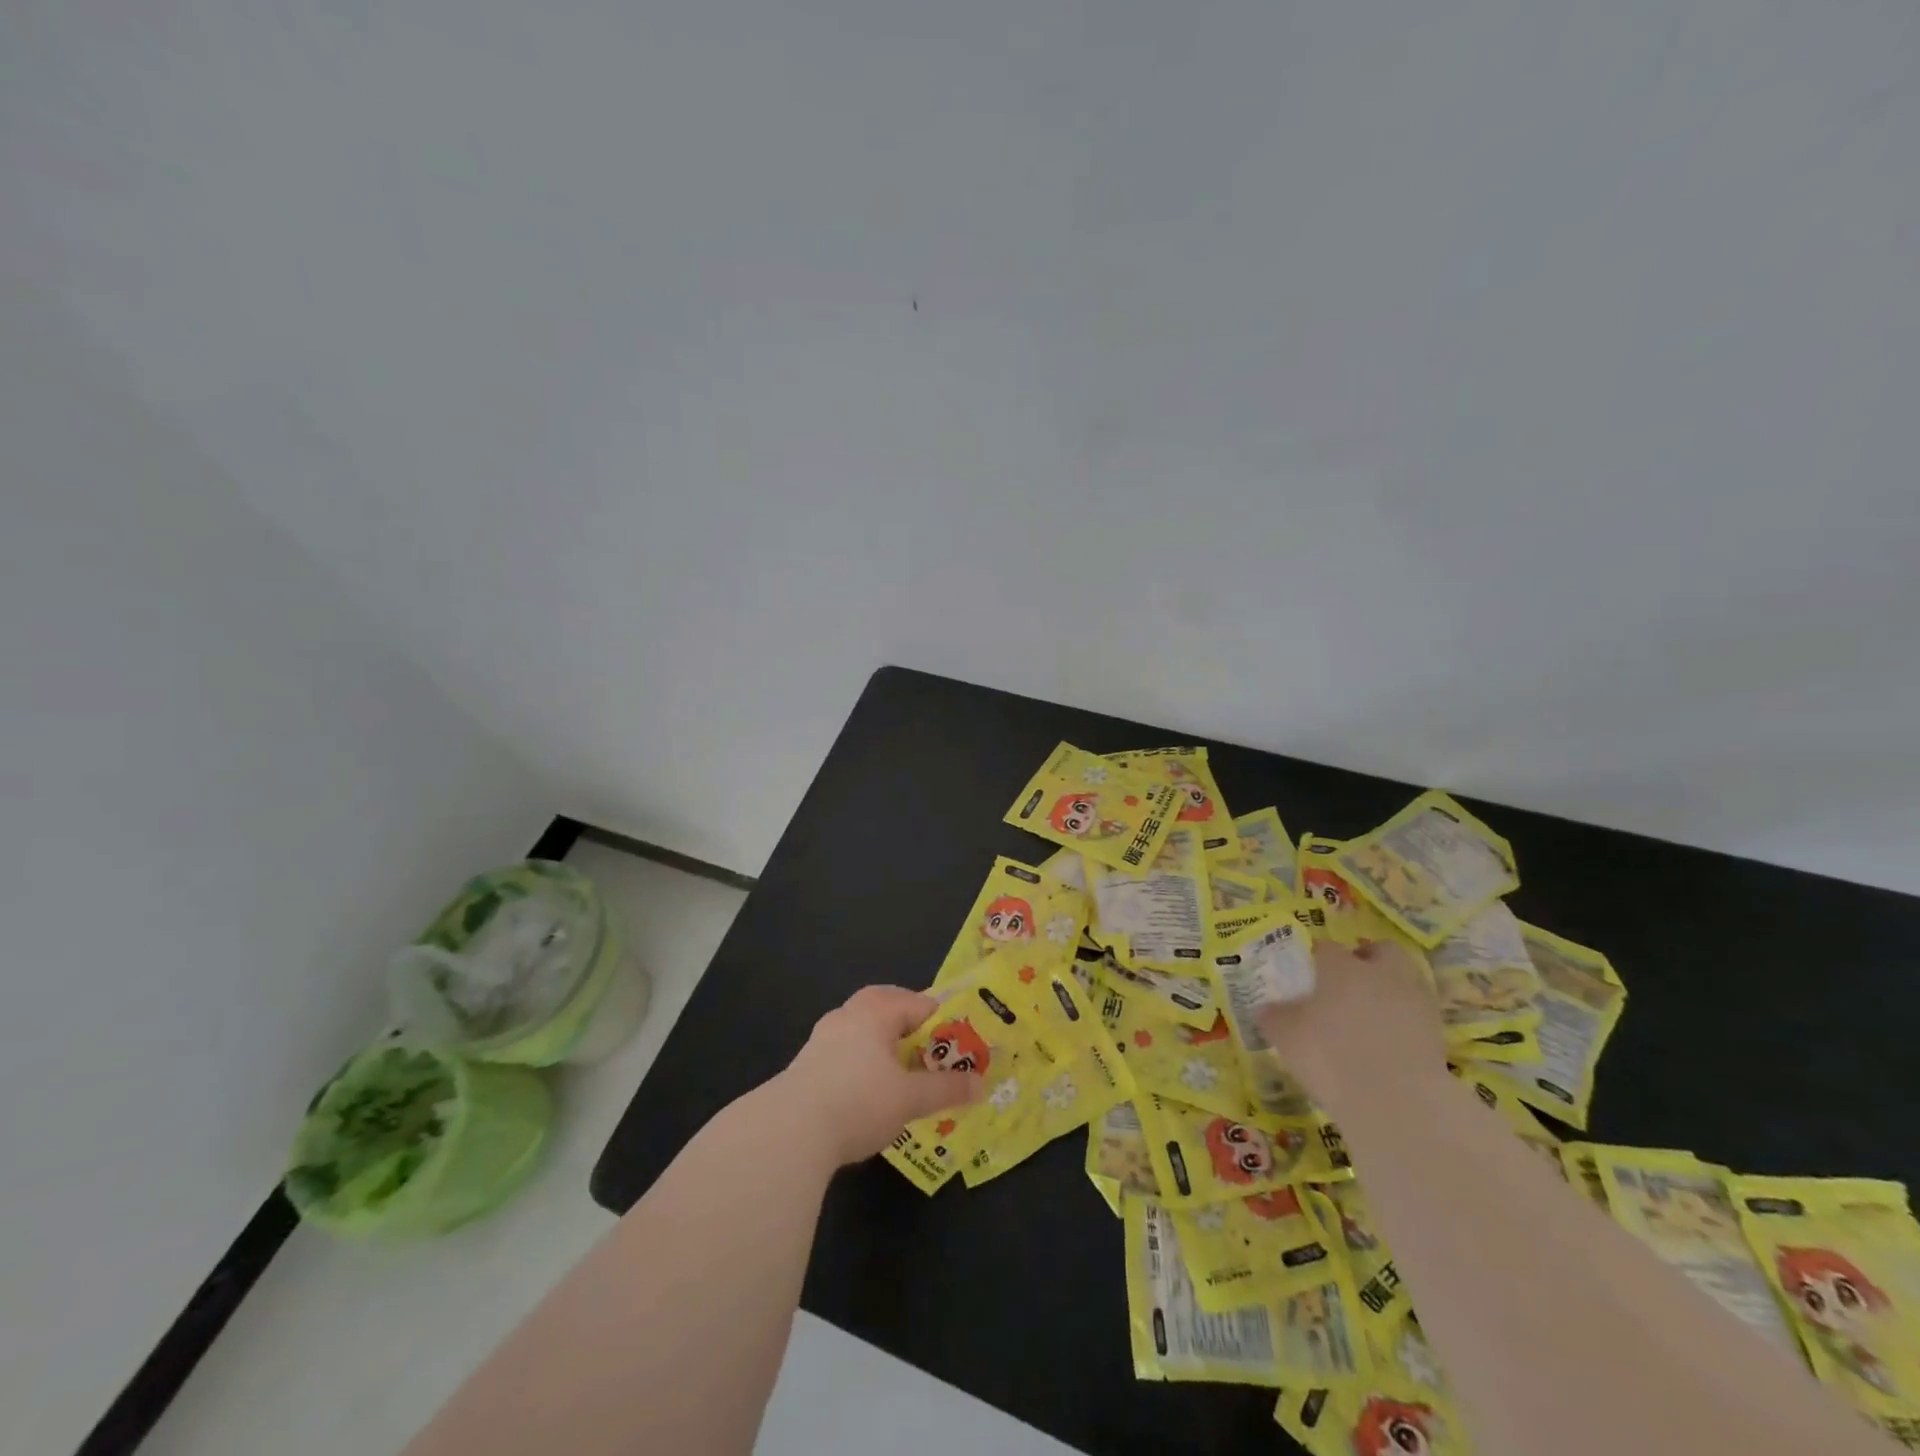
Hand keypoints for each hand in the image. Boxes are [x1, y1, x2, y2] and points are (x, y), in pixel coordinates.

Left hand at [773, 985, 982, 1165]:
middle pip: (886, 1007)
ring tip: (902, 1072)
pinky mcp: (806, 1064)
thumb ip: (946, 1089)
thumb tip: (981, 1085)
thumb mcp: (910, 1098)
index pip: (919, 1003)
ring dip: (883, 1044)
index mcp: (876, 1011)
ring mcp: (822, 1038)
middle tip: (930, 1051)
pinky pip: (845, 1051)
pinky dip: (862, 1062)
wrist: (788, 1132)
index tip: (960, 1046)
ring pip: (862, 1030)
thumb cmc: (859, 1101)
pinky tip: (868, 1091)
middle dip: (909, 1026)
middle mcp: (848, 1015)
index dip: (943, 1023)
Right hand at [1255, 939, 1446, 1116]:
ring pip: (1405, 980)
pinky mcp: (1438, 1035)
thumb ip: (1275, 1017)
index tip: (1307, 976)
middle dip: (1368, 960)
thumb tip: (1267, 1009)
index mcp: (1341, 967)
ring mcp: (1415, 1003)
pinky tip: (1389, 1043)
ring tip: (1370, 1016)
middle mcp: (1381, 974)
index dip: (1316, 959)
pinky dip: (1405, 1022)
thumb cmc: (1330, 1056)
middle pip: (1381, 951)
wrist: (1397, 1102)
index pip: (1326, 948)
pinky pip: (1417, 1016)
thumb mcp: (1285, 1036)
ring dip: (1390, 990)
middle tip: (1349, 983)